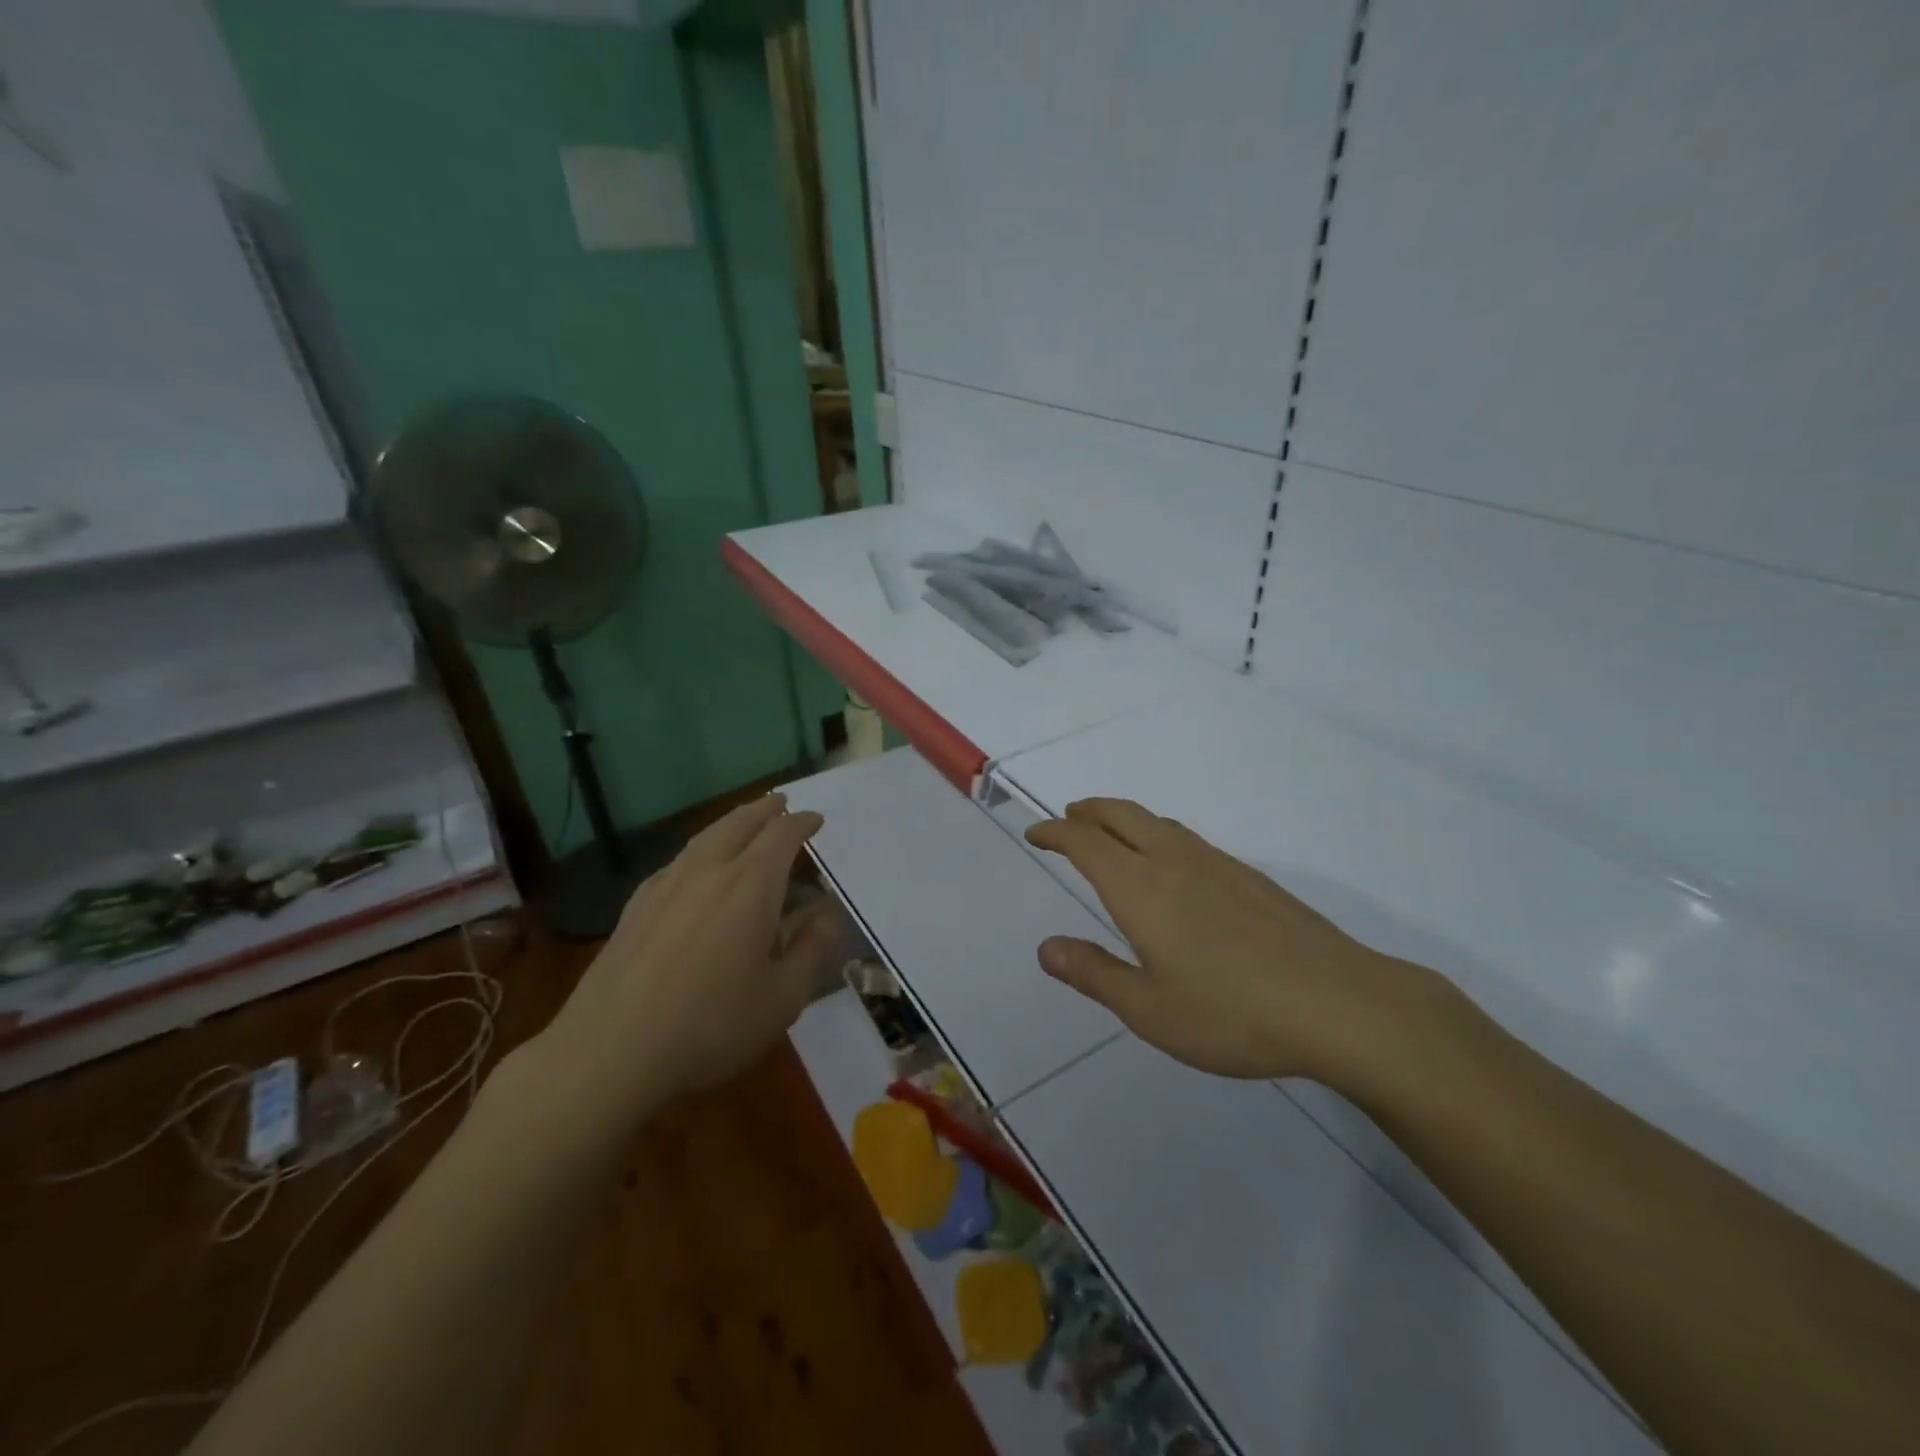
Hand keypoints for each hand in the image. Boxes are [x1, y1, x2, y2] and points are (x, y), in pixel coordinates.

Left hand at [542, 794, 844, 1113]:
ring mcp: (665, 885)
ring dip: (731, 823)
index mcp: (751, 885)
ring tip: (743, 824)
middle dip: (765, 809)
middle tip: (781, 804)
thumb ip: (812, 950)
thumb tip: (829, 915)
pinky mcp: (635, 906)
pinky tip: (695, 869)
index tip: (816, 821)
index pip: (782, 836)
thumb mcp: (783, 998)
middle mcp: (708, 871)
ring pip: (704, 837)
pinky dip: (700, 850)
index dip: (802, 824)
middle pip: (740, 823)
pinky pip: (677, 862)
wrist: (611, 1050)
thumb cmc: (711, 1024)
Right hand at [1025, 799, 1437, 1085]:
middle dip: (1088, 812)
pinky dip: (1158, 833)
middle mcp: (1174, 862)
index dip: (1055, 832)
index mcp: (1140, 888)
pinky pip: (1187, 837)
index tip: (1036, 834)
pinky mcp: (1250, 876)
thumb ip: (1094, 974)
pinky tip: (1171, 864)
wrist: (1339, 1004)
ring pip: (1157, 821)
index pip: (1085, 842)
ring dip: (1123, 818)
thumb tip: (1046, 948)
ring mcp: (1217, 864)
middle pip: (1121, 814)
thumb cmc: (1231, 1013)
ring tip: (1110, 833)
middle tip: (1067, 819)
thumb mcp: (1149, 1009)